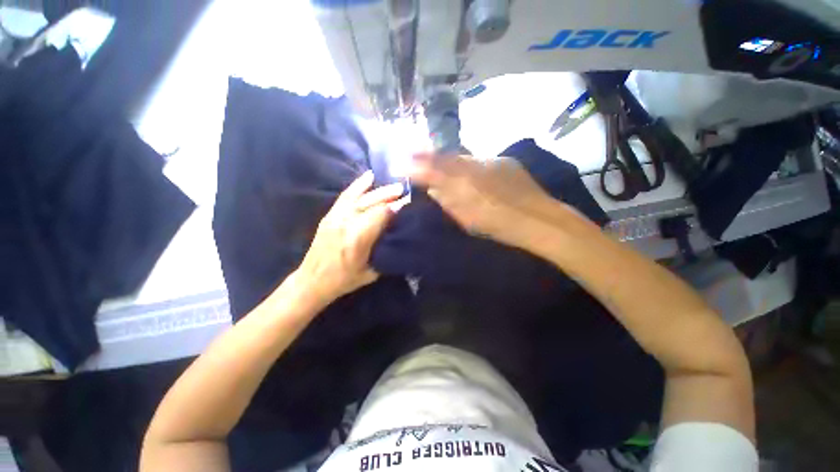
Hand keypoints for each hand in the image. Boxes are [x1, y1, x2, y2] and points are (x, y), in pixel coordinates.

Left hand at [297, 171, 404, 302]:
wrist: (313, 280)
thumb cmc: (345, 280)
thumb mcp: (371, 272)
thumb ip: (385, 251)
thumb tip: (399, 234)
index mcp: (358, 238)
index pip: (381, 214)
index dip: (396, 206)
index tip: (409, 202)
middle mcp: (346, 223)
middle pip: (371, 202)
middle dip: (390, 194)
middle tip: (405, 189)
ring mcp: (336, 216)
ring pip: (360, 196)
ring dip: (378, 189)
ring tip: (393, 184)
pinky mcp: (330, 215)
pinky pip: (346, 195)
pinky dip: (358, 185)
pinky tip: (369, 176)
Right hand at [409, 153, 560, 247]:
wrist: (538, 220)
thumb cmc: (498, 226)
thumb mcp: (466, 220)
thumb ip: (447, 202)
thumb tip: (434, 190)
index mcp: (463, 185)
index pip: (433, 170)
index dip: (416, 165)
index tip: (401, 163)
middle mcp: (473, 167)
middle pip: (445, 157)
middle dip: (427, 155)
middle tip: (413, 152)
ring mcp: (490, 161)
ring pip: (461, 156)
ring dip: (447, 158)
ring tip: (434, 156)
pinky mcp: (503, 160)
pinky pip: (478, 159)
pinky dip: (467, 163)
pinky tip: (466, 168)